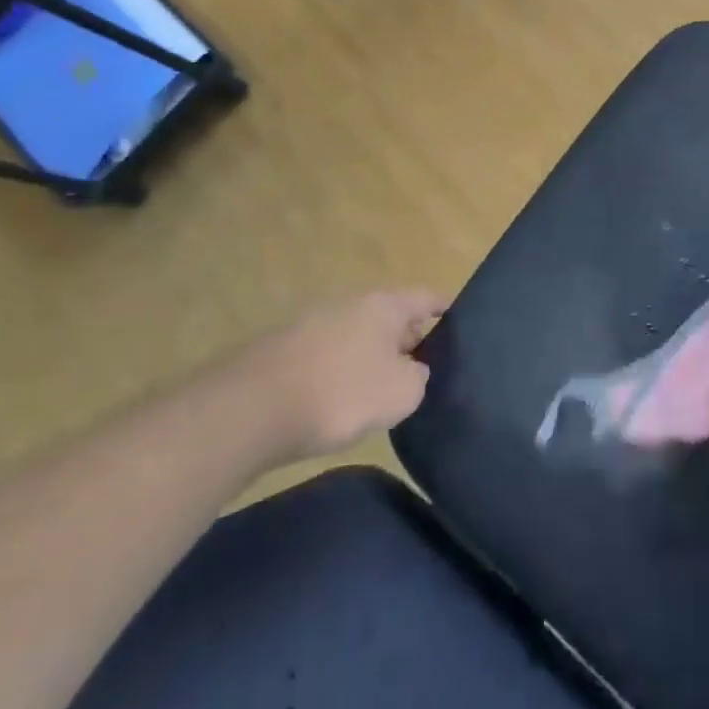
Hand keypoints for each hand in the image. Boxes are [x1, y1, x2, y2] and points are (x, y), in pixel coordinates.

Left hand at [240, 290, 445, 460]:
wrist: (250, 410)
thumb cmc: (342, 393)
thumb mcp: (402, 392)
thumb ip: (418, 377)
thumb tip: (409, 370)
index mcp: (384, 305)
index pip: (426, 298)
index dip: (445, 308)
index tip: (458, 317)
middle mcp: (348, 304)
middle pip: (389, 317)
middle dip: (407, 339)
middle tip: (423, 366)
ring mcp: (311, 325)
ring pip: (355, 337)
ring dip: (370, 357)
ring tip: (381, 389)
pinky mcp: (281, 351)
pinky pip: (326, 357)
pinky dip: (339, 372)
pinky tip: (338, 401)